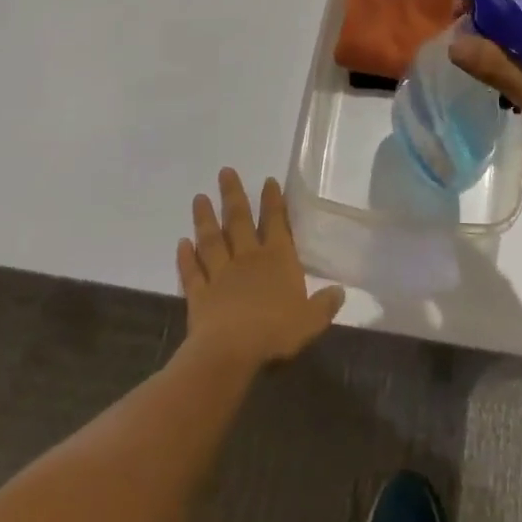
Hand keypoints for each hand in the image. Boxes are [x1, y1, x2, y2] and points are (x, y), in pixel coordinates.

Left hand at [177, 168, 345, 370]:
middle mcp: (248, 258)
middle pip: (239, 221)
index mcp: (277, 259)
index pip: (276, 222)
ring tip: (199, 197)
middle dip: (233, 195)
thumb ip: (325, 304)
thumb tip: (340, 291)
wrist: (231, 350)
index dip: (273, 201)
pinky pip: (192, 272)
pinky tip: (181, 243)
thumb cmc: (275, 330)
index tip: (267, 180)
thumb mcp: (311, 320)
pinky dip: (186, 257)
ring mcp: (220, 274)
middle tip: (225, 171)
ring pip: (212, 240)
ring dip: (205, 219)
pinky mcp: (199, 294)